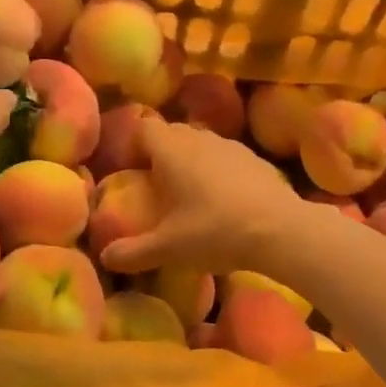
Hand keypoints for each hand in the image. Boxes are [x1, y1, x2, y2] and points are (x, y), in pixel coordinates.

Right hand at [100, 118, 305, 275]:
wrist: (280, 230)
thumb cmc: (215, 231)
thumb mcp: (169, 248)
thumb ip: (134, 252)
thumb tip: (105, 258)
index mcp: (172, 151)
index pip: (144, 127)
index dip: (134, 144)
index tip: (132, 170)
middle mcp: (199, 139)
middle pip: (172, 132)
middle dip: (161, 152)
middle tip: (157, 185)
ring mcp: (231, 146)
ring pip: (201, 142)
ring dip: (192, 159)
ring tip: (191, 192)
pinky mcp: (255, 159)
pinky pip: (227, 156)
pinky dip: (219, 170)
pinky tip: (226, 200)